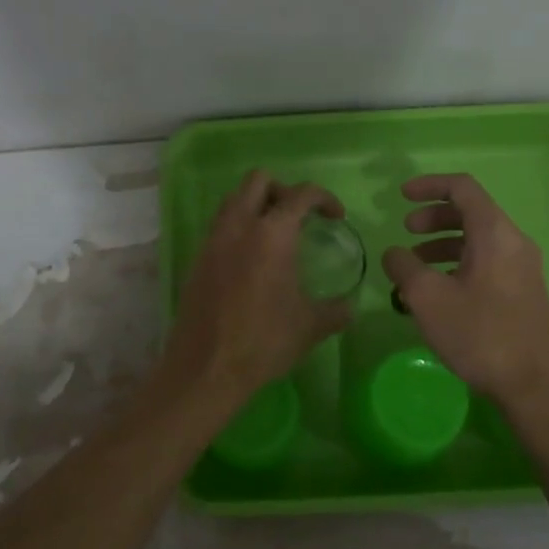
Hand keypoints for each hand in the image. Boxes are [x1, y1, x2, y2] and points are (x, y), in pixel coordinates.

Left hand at [164, 170, 353, 403]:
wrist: (206, 367)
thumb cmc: (263, 341)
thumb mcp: (310, 326)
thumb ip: (335, 311)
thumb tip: (350, 307)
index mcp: (272, 234)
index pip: (301, 194)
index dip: (324, 198)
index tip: (336, 217)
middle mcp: (240, 226)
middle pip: (258, 181)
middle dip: (283, 190)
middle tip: (299, 217)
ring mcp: (214, 240)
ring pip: (234, 199)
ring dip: (256, 205)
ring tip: (275, 234)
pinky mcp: (198, 259)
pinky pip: (220, 226)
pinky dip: (239, 228)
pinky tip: (251, 260)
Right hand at [381, 173, 548, 409]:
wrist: (534, 386)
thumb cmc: (480, 334)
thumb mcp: (428, 298)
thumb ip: (404, 267)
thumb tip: (394, 254)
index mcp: (495, 233)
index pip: (462, 188)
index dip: (429, 185)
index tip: (400, 196)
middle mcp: (514, 242)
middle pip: (470, 212)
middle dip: (433, 217)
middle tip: (406, 231)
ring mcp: (522, 267)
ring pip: (478, 239)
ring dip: (442, 243)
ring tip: (414, 266)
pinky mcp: (523, 291)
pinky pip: (487, 261)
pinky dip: (458, 263)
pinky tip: (438, 291)